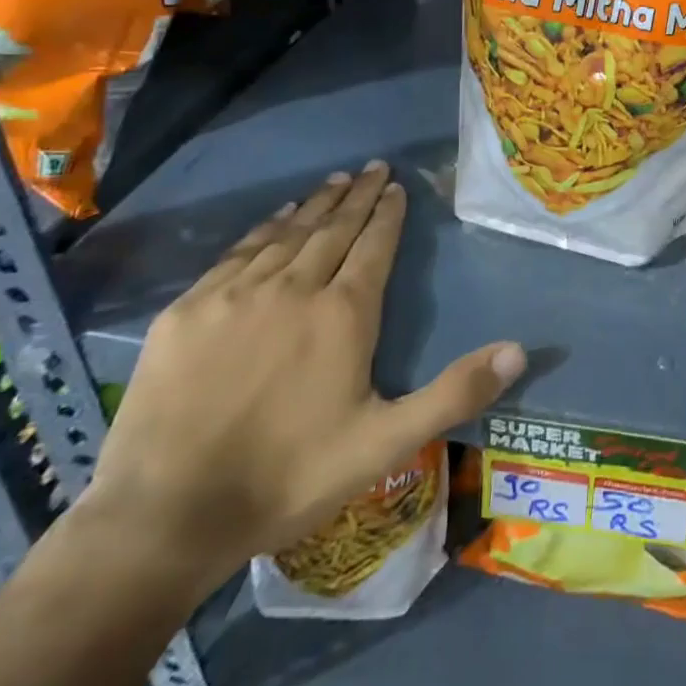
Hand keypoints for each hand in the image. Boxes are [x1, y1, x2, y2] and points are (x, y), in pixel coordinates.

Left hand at [79, 163, 524, 581]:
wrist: (165, 517)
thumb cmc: (289, 477)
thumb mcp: (386, 442)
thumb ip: (455, 392)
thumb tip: (520, 350)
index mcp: (343, 314)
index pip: (374, 245)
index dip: (388, 214)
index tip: (397, 186)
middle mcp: (293, 288)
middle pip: (333, 229)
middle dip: (358, 196)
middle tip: (373, 167)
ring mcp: (235, 296)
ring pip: (286, 235)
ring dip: (315, 205)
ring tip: (335, 181)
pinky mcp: (187, 311)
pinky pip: (236, 254)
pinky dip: (263, 230)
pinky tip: (274, 219)